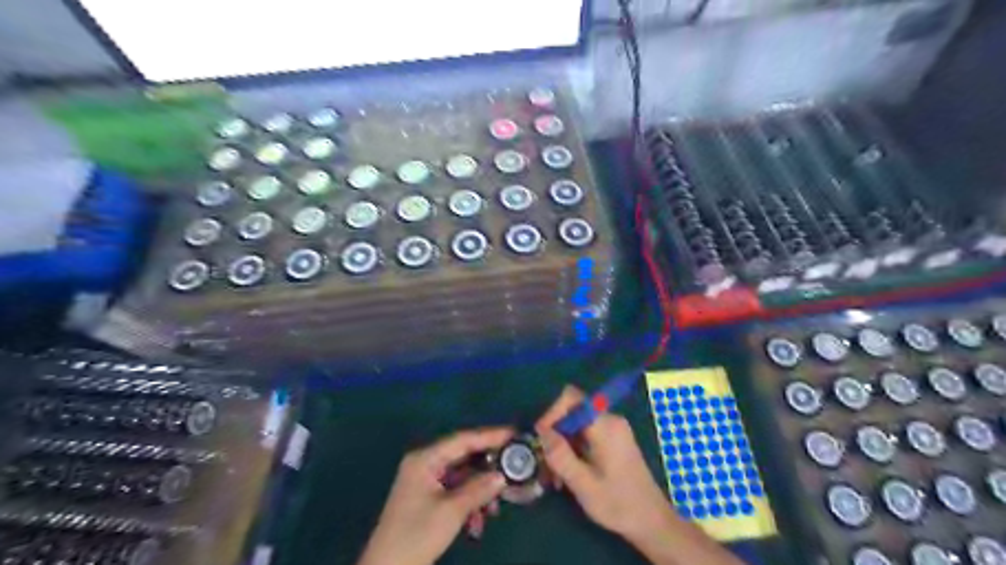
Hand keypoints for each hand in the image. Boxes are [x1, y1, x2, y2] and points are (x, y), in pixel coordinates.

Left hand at [356, 428, 511, 563]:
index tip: (514, 434)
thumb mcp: (452, 511)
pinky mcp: (427, 498)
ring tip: (494, 509)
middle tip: (513, 469)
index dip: (490, 436)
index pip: (463, 439)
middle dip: (487, 468)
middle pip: (464, 456)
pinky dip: (469, 503)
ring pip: (462, 476)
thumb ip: (479, 489)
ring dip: (479, 491)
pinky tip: (477, 523)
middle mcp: (425, 463)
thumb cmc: (416, 535)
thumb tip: (502, 476)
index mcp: (425, 458)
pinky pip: (455, 491)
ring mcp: (425, 481)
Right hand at [534, 384, 674, 542]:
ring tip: (555, 475)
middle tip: (545, 462)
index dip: (552, 412)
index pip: (571, 398)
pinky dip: (573, 449)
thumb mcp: (583, 484)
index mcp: (605, 425)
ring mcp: (613, 429)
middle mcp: (610, 420)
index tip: (541, 437)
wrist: (652, 521)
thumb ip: (560, 455)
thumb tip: (542, 431)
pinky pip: (586, 434)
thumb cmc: (619, 504)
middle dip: (555, 434)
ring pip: (577, 425)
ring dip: (562, 445)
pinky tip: (569, 474)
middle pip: (572, 412)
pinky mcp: (613, 440)